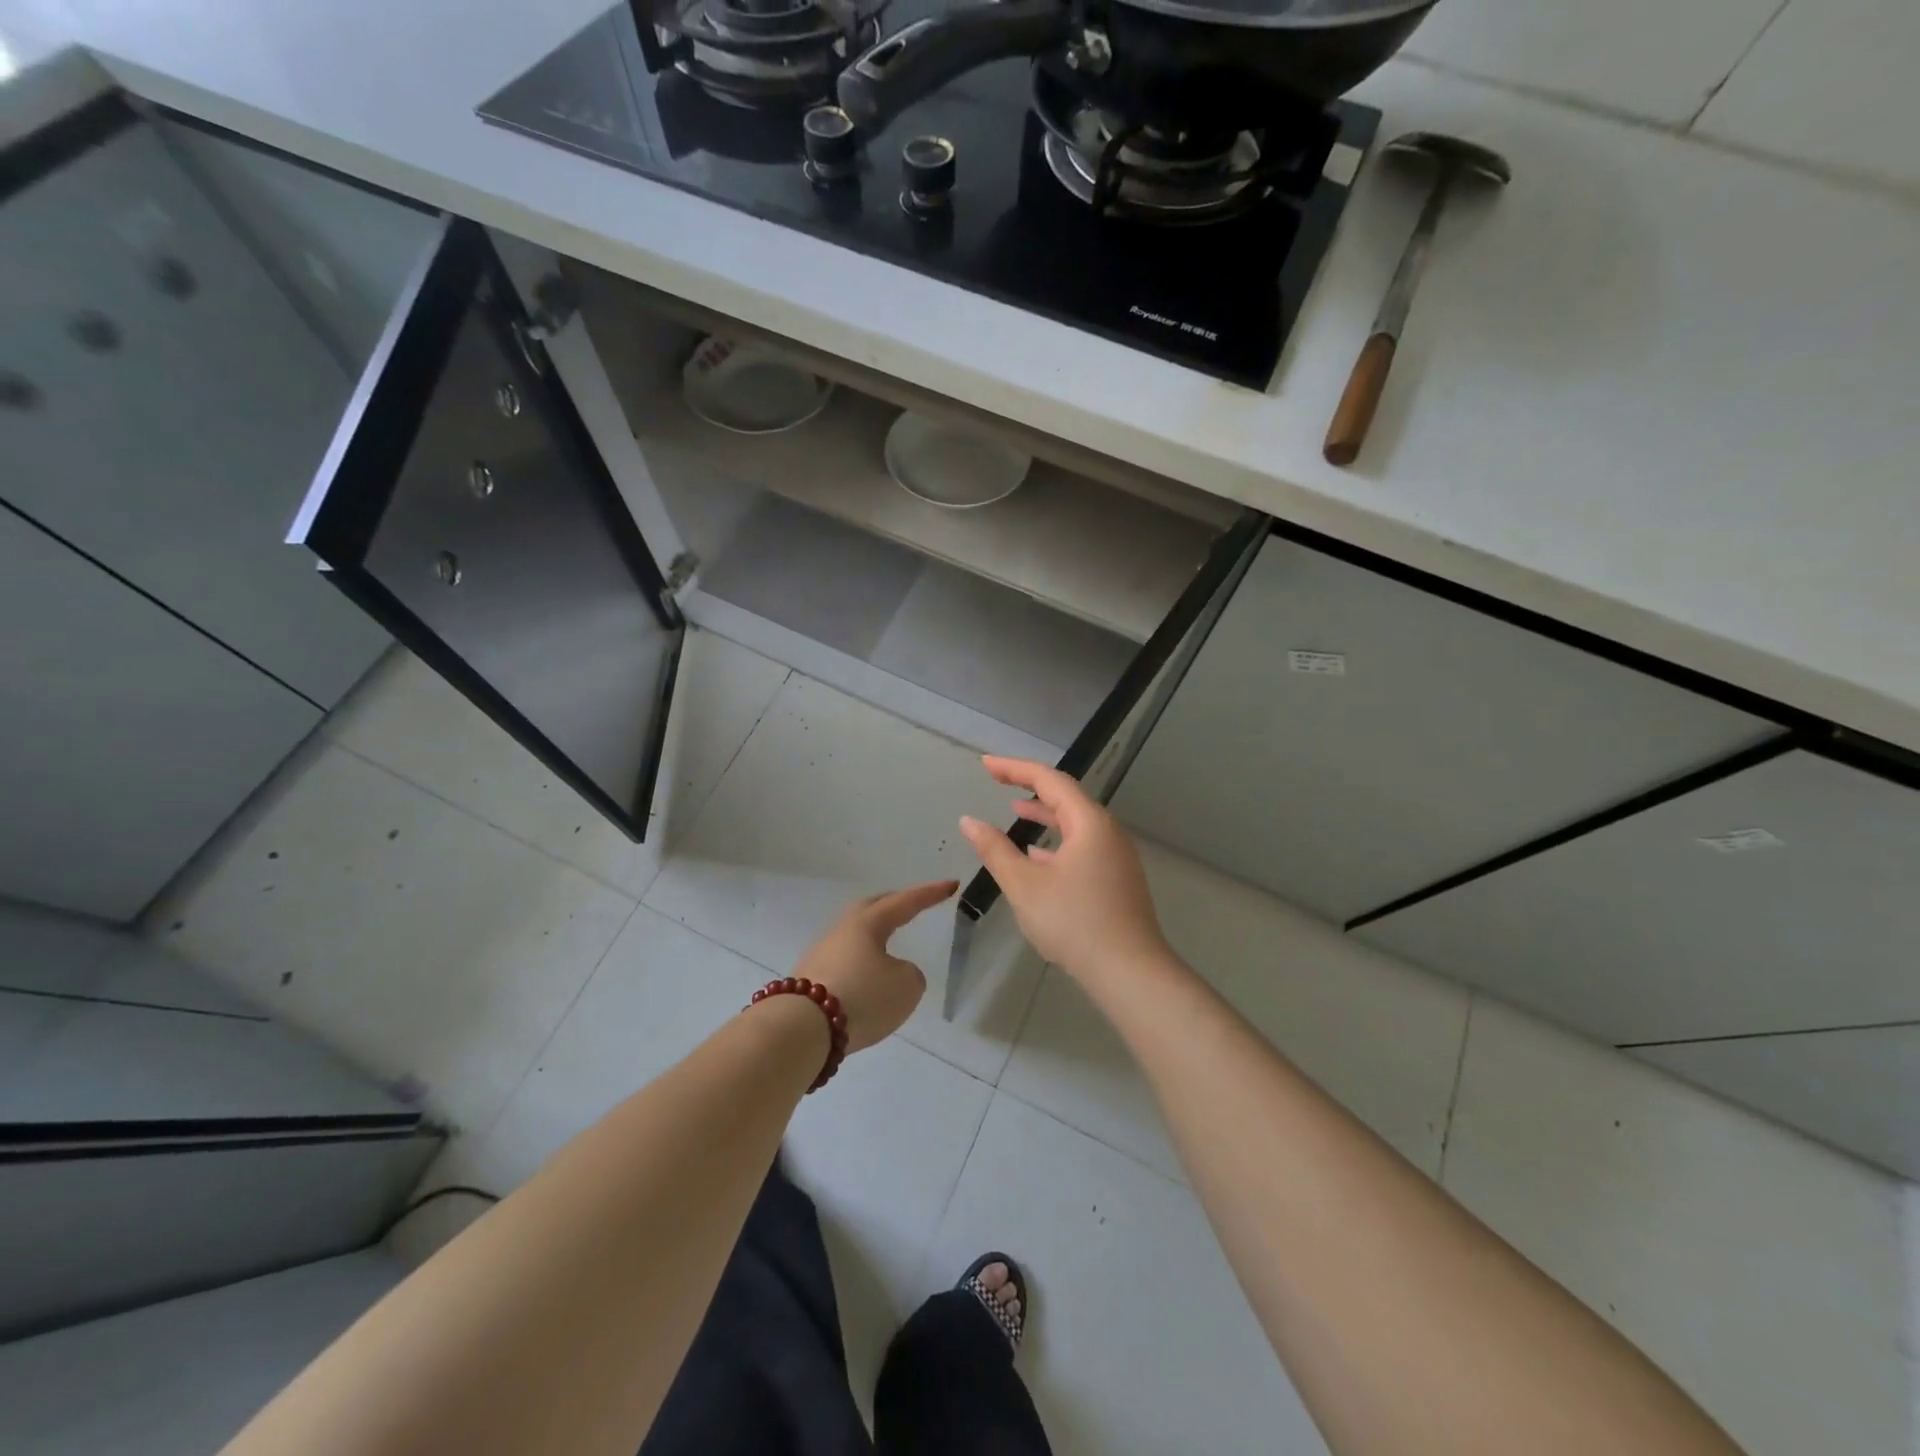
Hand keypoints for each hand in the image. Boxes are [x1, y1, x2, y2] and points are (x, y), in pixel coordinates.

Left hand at [790, 881, 957, 1051]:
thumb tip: (891, 974)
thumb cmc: (862, 997)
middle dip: (894, 905)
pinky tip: (865, 980)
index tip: (951, 884)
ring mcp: (821, 955)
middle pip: (871, 909)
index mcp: (868, 923)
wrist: (802, 1029)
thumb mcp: (906, 986)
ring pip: (853, 937)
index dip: (930, 894)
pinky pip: (843, 963)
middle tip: (912, 905)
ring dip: (873, 938)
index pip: (905, 902)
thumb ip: (909, 974)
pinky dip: (859, 965)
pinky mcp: (809, 981)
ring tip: (888, 948)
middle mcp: (842, 931)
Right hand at [959, 757, 1173, 992]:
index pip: (1050, 780)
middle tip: (997, 780)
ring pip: (1075, 824)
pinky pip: (1083, 847)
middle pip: (1066, 797)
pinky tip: (1037, 857)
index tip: (986, 765)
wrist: (1129, 972)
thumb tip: (969, 822)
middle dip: (1030, 787)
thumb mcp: (1024, 885)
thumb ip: (995, 850)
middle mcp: (1108, 832)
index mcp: (1089, 823)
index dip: (1015, 769)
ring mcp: (1116, 857)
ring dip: (1044, 815)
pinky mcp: (1117, 880)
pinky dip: (1057, 842)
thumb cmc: (1074, 922)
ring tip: (1014, 812)